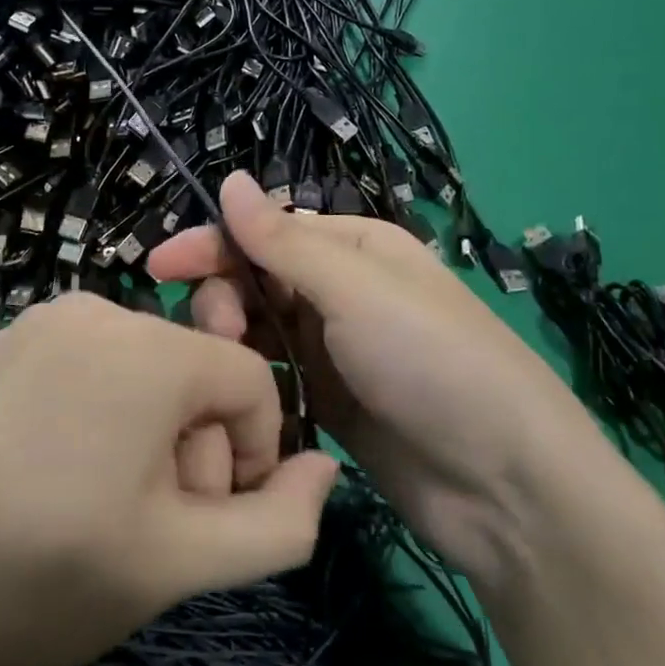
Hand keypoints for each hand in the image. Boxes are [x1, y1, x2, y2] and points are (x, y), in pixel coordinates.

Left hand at [0, 291, 339, 665]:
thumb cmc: (53, 578)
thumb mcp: (186, 562)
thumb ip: (281, 522)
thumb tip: (325, 468)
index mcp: (149, 348)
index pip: (252, 381)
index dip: (252, 454)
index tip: (212, 517)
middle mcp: (98, 308)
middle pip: (196, 371)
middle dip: (196, 446)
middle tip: (149, 519)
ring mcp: (45, 317)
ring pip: (147, 366)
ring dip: (151, 429)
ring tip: (103, 498)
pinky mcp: (9, 338)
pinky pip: (94, 361)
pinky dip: (104, 408)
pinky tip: (60, 470)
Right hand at [151, 171, 590, 588]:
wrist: (505, 486)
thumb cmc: (431, 362)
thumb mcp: (356, 289)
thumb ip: (284, 241)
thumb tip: (229, 179)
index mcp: (355, 248)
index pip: (267, 232)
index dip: (214, 244)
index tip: (159, 266)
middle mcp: (341, 293)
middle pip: (257, 280)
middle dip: (225, 296)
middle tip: (217, 331)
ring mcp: (335, 352)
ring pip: (259, 331)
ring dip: (233, 340)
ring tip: (226, 369)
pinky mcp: (329, 405)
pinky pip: (273, 379)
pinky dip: (250, 381)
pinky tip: (230, 399)